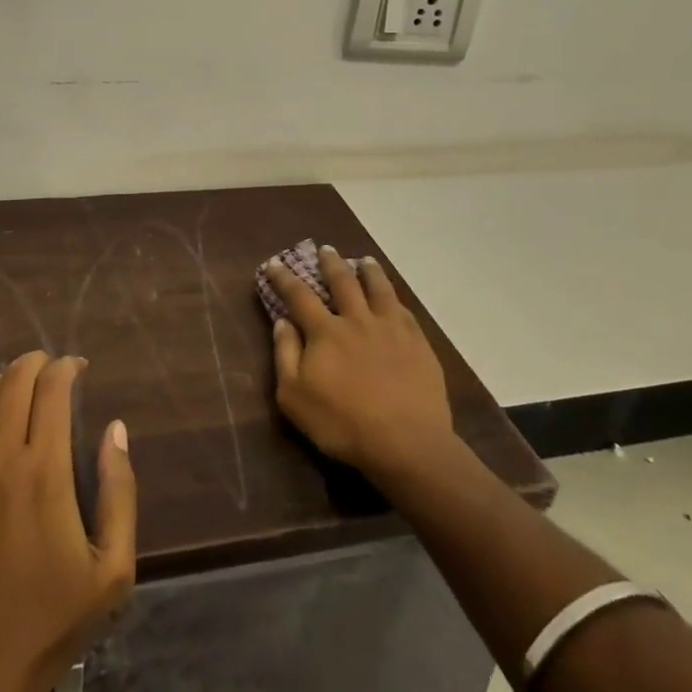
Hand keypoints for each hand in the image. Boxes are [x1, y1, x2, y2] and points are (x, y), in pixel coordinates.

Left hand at [0, 352, 135, 691]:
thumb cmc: (50, 625)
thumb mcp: (112, 570)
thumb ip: (120, 492)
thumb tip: (115, 429)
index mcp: (46, 472)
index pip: (53, 393)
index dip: (66, 368)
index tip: (77, 367)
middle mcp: (0, 462)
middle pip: (16, 388)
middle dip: (35, 364)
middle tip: (49, 364)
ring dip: (2, 380)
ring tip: (17, 374)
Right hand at [260, 247, 454, 479]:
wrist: (406, 442)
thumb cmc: (342, 424)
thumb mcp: (294, 397)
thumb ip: (285, 354)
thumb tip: (282, 320)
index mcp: (325, 331)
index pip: (299, 295)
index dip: (284, 277)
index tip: (274, 262)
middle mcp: (357, 319)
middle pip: (342, 281)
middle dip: (330, 263)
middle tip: (326, 249)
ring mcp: (390, 327)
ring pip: (378, 288)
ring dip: (368, 270)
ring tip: (364, 260)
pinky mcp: (417, 342)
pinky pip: (403, 309)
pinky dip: (393, 297)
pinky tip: (393, 297)